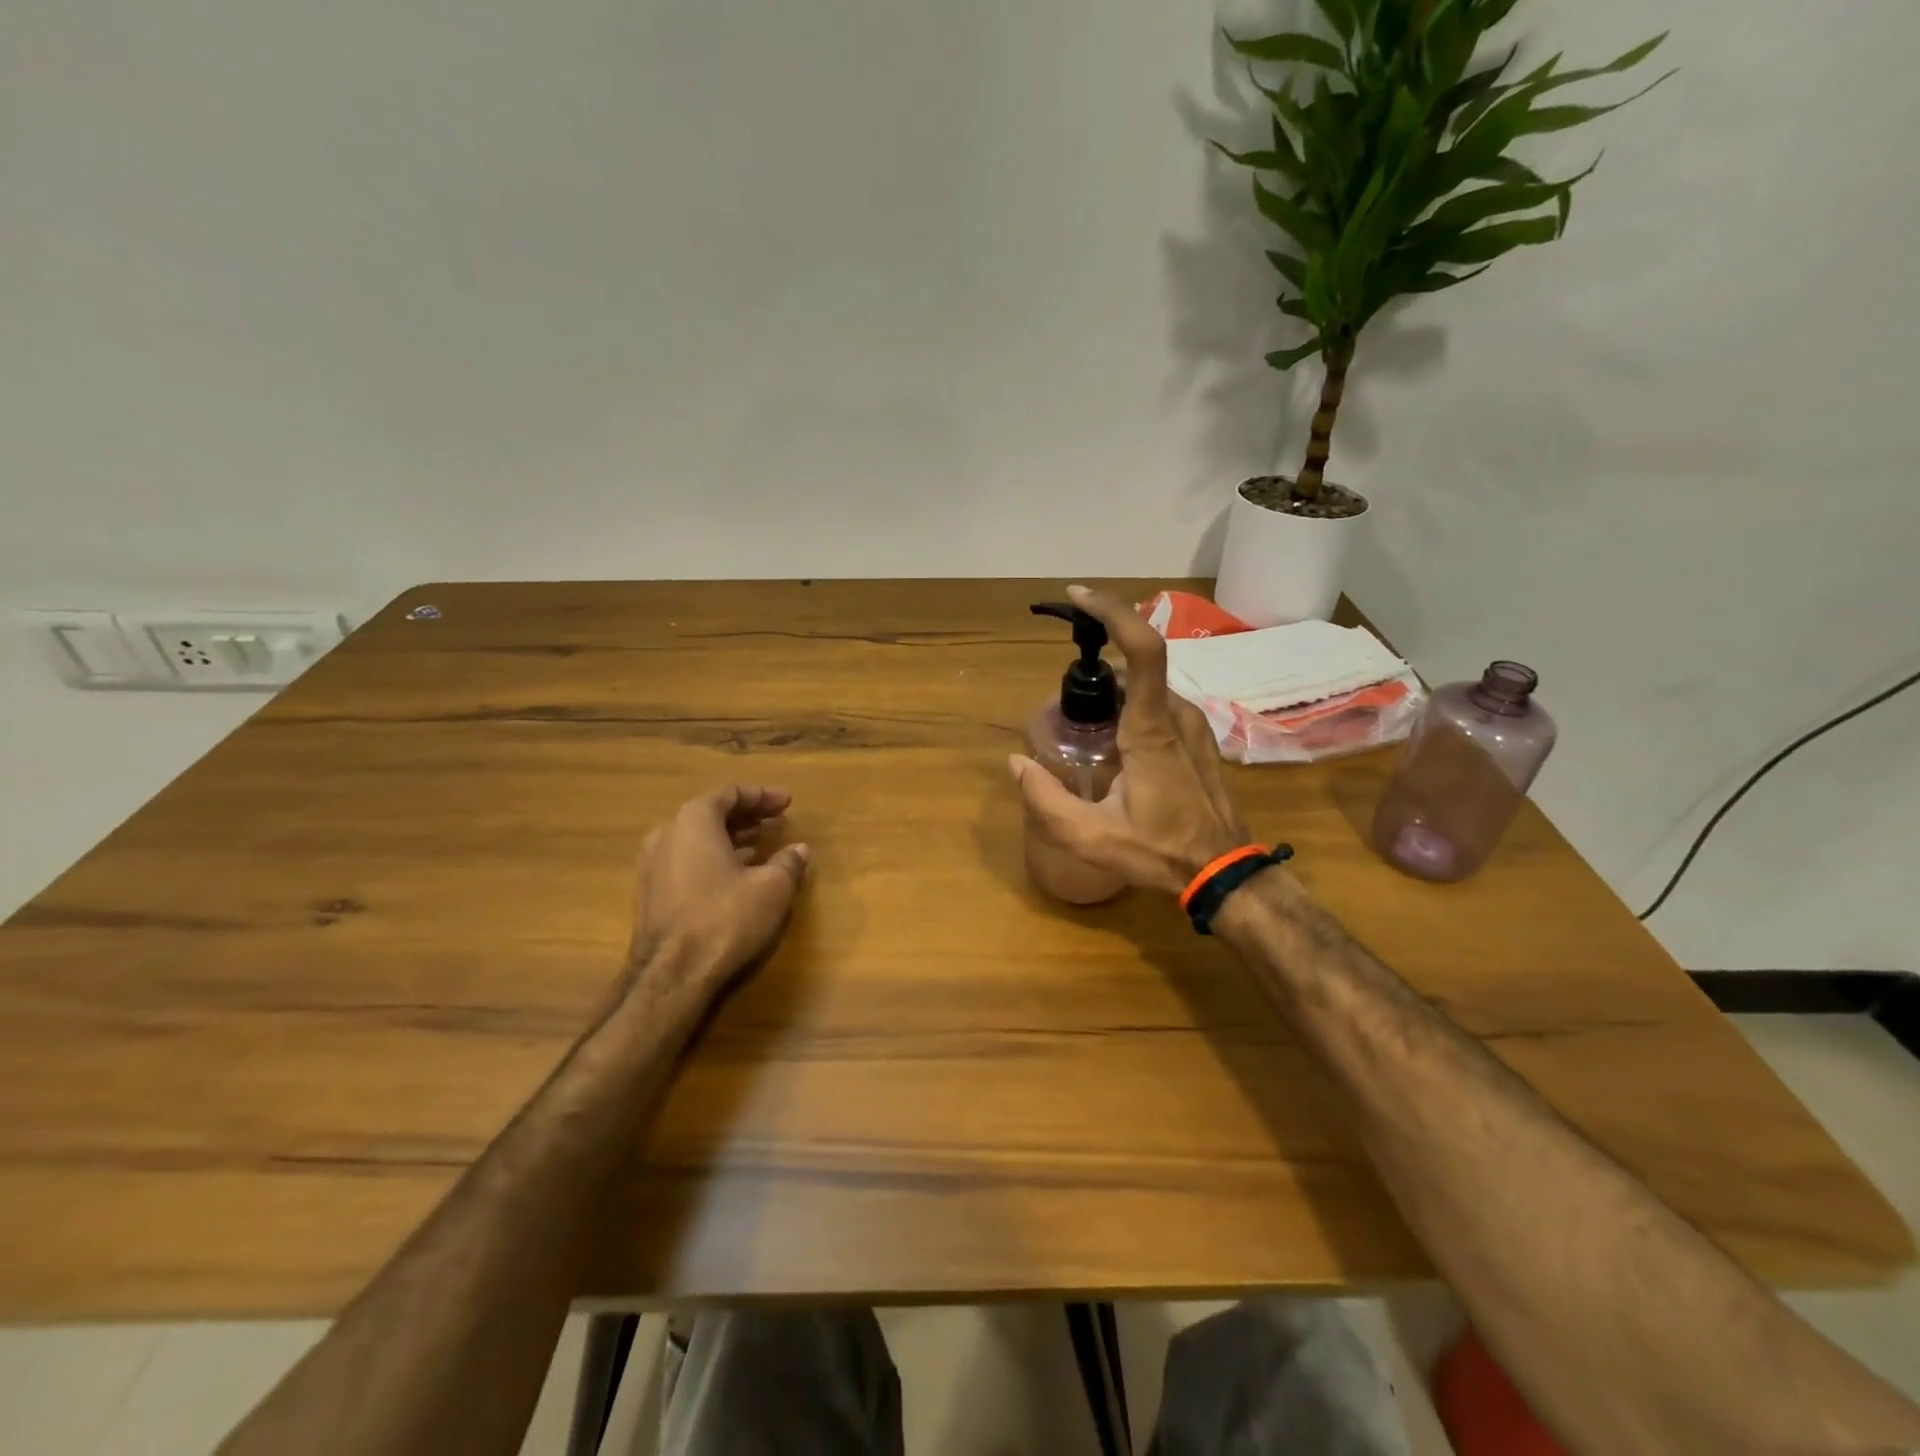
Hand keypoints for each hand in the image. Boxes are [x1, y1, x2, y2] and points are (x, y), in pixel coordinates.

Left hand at [624, 785, 810, 1010]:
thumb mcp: (772, 887)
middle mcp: (667, 834)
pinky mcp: (650, 894)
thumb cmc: (725, 918)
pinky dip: (712, 858)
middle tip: (776, 820)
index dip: (762, 795)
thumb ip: (788, 862)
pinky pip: (686, 861)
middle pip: (710, 814)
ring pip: (696, 839)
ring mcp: (652, 866)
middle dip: (746, 815)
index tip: (787, 802)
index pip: (730, 793)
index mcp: (694, 821)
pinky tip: (736, 874)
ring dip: (729, 838)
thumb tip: (799, 849)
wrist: (672, 975)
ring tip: (760, 845)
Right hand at [1009, 585, 1248, 895]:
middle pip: (1136, 666)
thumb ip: (1045, 799)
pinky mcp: (1201, 739)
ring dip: (1116, 695)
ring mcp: (1195, 725)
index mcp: (1150, 729)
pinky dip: (1134, 710)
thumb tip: (1015, 763)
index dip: (1112, 612)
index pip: (1142, 649)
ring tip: (1088, 736)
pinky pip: (1162, 707)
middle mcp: (1178, 714)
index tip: (1080, 597)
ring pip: (1148, 690)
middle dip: (1098, 669)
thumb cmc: (1159, 851)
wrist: (1224, 873)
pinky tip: (1117, 751)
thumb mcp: (1090, 836)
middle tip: (1067, 707)